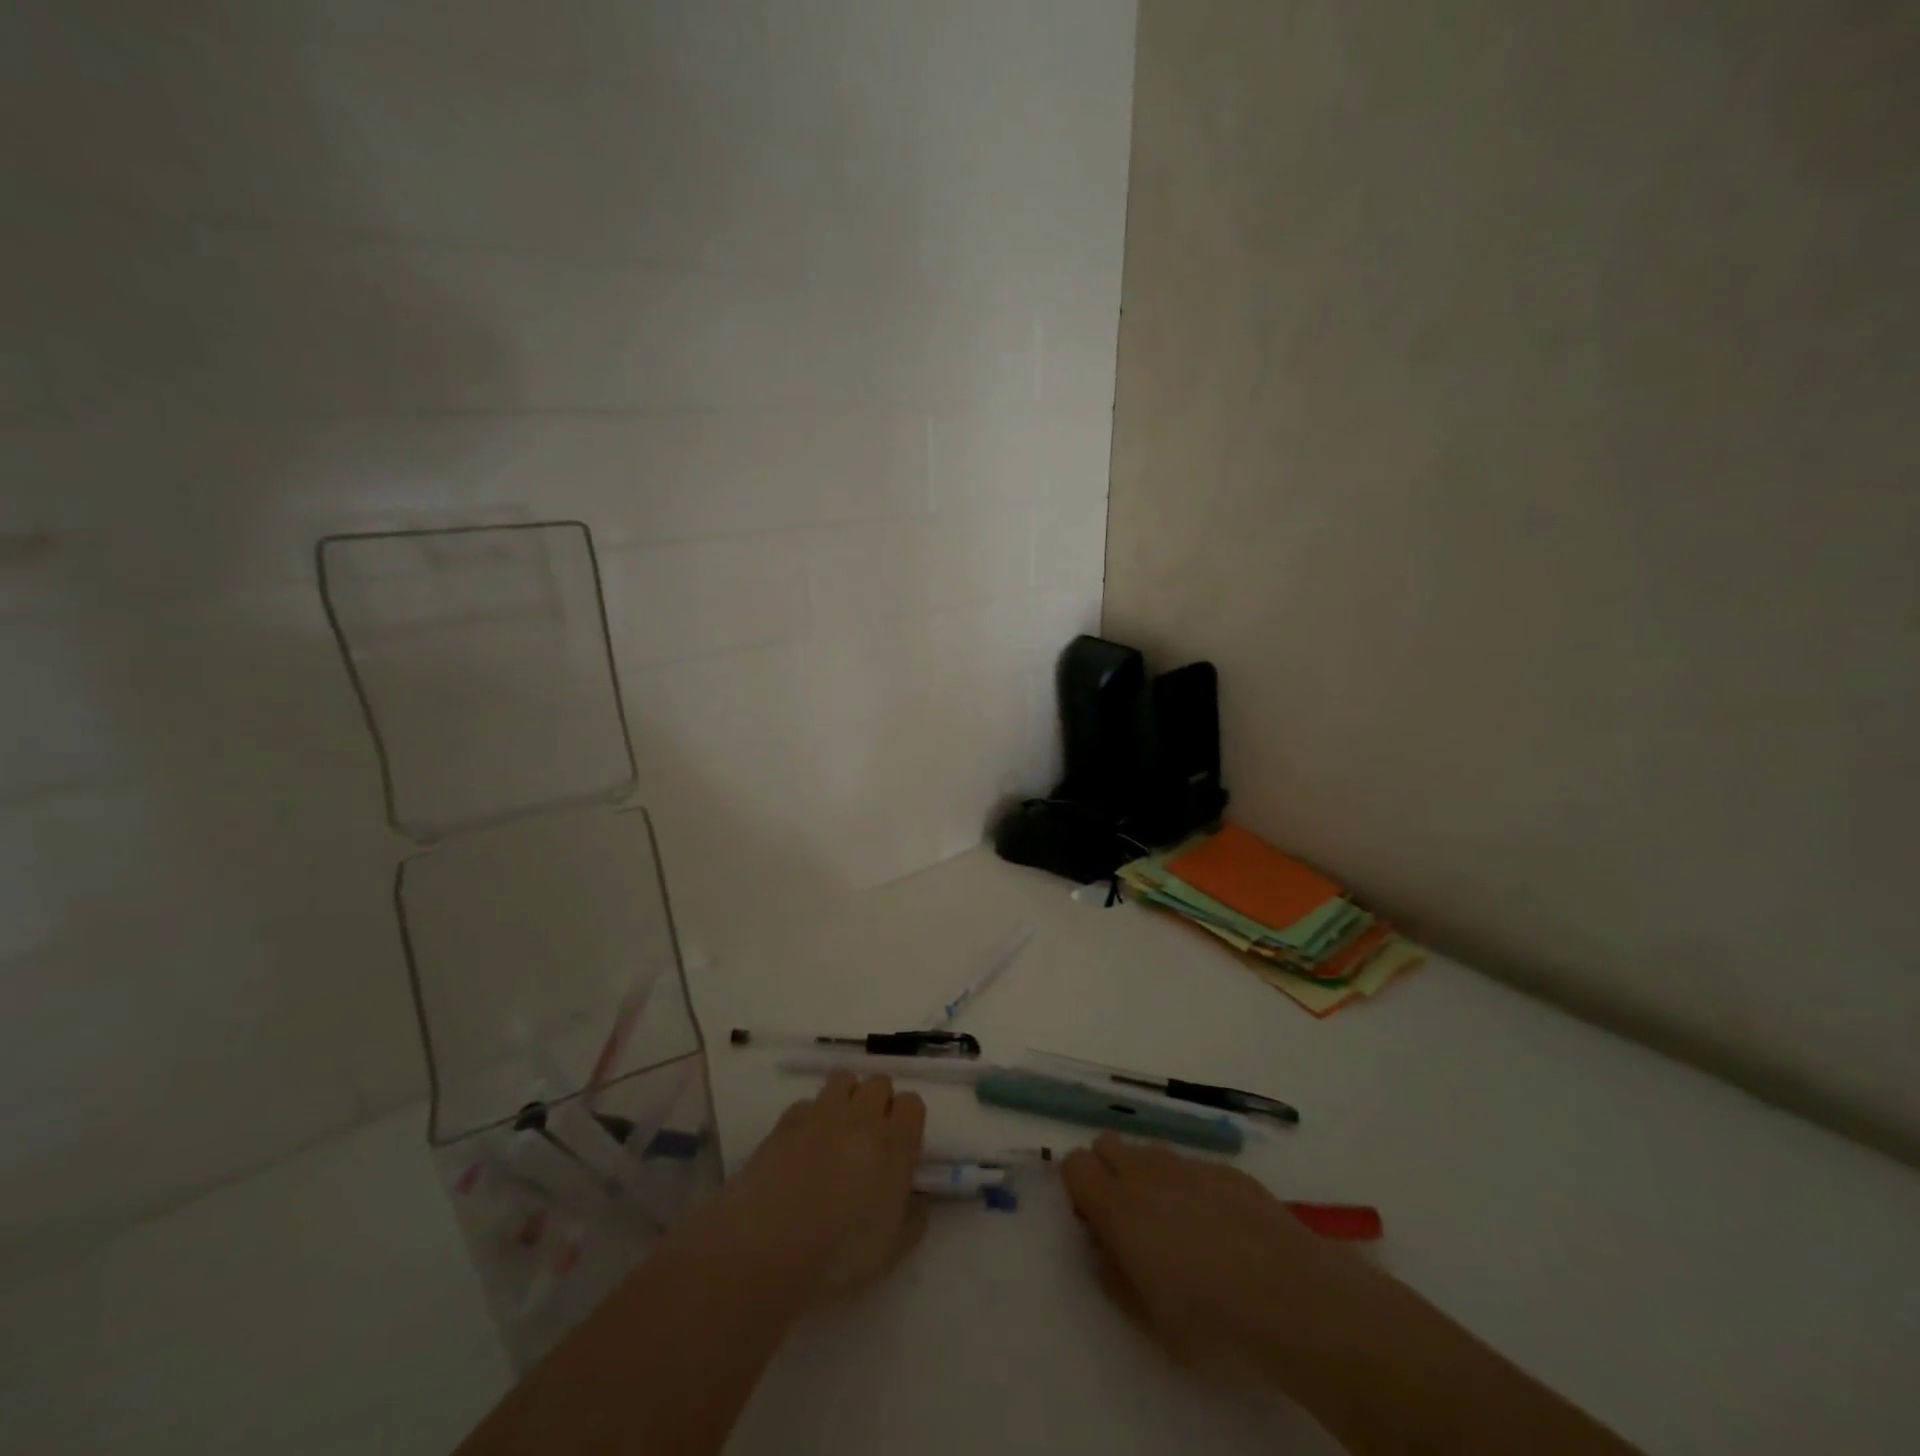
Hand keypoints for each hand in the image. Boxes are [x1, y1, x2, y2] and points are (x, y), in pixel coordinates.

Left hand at [715, 1071, 928, 1305]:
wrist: (764, 1252)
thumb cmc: (835, 1259)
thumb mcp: (891, 1252)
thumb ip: (913, 1217)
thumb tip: (915, 1197)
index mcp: (892, 1145)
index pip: (912, 1104)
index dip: (908, 1121)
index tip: (901, 1146)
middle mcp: (860, 1118)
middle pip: (879, 1082)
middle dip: (879, 1102)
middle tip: (870, 1138)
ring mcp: (821, 1114)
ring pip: (844, 1079)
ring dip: (847, 1098)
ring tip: (838, 1132)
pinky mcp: (785, 1120)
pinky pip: (807, 1102)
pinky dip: (811, 1117)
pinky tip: (802, 1147)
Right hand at [1061, 1133, 1391, 1385]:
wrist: (1295, 1299)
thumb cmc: (1213, 1322)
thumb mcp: (1150, 1322)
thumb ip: (1114, 1278)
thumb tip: (1102, 1249)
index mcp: (1118, 1207)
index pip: (1074, 1164)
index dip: (1077, 1188)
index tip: (1094, 1222)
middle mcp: (1147, 1172)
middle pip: (1106, 1143)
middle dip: (1107, 1170)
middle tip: (1129, 1219)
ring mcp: (1189, 1164)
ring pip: (1149, 1151)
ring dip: (1148, 1176)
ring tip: (1178, 1225)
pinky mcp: (1227, 1169)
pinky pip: (1192, 1166)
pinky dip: (1191, 1187)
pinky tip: (1221, 1229)